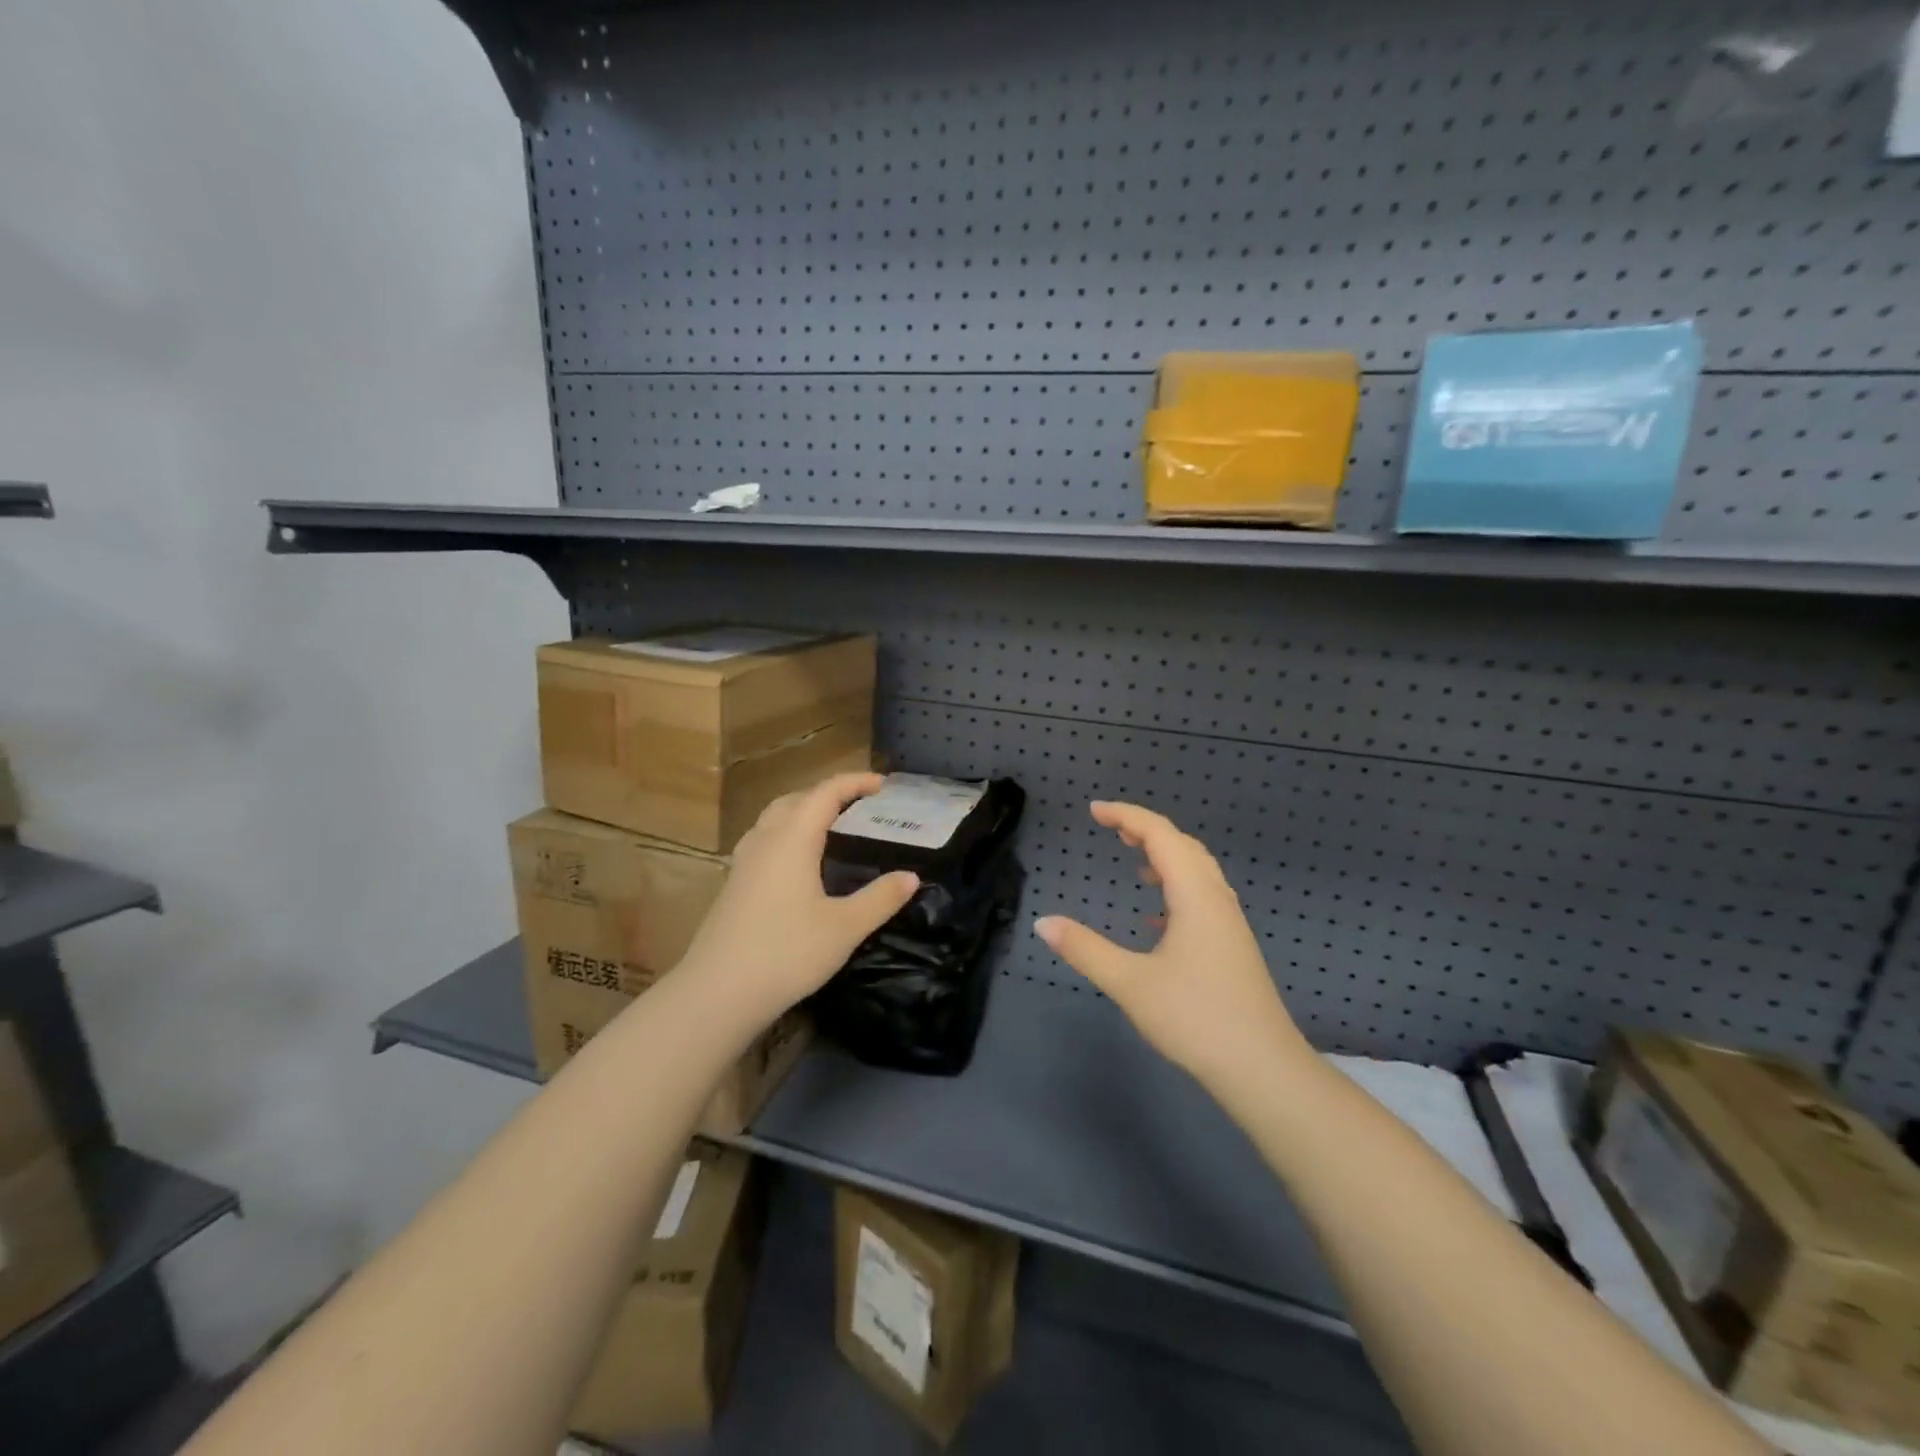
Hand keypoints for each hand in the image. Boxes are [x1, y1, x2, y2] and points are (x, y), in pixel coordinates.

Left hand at [676, 773, 919, 1024]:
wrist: (717, 994)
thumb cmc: (786, 953)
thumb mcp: (845, 928)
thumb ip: (880, 899)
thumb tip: (911, 876)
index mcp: (793, 839)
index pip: (825, 793)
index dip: (855, 782)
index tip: (883, 785)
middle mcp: (765, 841)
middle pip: (796, 799)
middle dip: (829, 794)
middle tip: (860, 807)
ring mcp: (743, 863)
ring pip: (774, 818)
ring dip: (803, 812)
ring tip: (830, 828)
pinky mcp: (734, 885)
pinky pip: (763, 841)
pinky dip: (786, 835)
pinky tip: (797, 864)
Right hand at [1034, 801, 1310, 1090]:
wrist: (1262, 1069)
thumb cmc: (1195, 1019)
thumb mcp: (1130, 983)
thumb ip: (1084, 949)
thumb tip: (1043, 922)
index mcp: (1194, 895)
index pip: (1160, 835)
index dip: (1126, 815)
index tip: (1094, 810)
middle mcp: (1216, 899)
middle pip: (1182, 845)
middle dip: (1145, 829)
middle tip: (1110, 828)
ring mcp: (1228, 923)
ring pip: (1196, 870)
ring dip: (1164, 856)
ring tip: (1133, 859)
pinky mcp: (1231, 945)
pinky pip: (1202, 896)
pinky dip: (1175, 887)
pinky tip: (1156, 918)